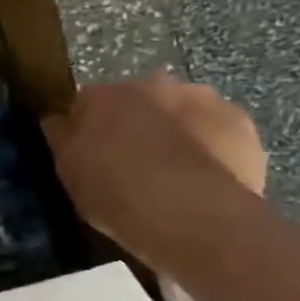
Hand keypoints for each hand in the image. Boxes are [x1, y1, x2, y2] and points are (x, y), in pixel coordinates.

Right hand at [42, 76, 265, 264]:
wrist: (192, 216)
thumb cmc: (116, 193)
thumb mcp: (69, 171)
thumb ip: (63, 139)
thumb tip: (58, 120)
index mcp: (102, 95)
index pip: (87, 102)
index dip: (88, 127)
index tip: (90, 153)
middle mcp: (150, 84)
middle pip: (139, 100)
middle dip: (137, 122)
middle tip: (134, 162)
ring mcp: (200, 99)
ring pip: (181, 111)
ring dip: (177, 130)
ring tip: (176, 174)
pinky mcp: (241, 123)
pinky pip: (219, 132)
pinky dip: (213, 147)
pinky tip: (208, 179)